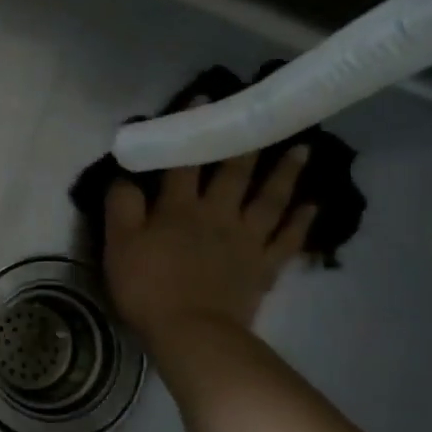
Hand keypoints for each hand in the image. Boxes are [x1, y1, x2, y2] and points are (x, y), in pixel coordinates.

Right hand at [104, 116, 315, 349]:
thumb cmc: (147, 286)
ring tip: (302, 149)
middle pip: (234, 173)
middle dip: (247, 142)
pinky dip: (301, 221)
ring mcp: (245, 240)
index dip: (191, 132)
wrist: (190, 332)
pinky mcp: (263, 266)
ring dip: (284, 173)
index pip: (184, 162)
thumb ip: (121, 206)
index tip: (204, 100)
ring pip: (268, 199)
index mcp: (178, 208)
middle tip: (266, 115)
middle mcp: (216, 214)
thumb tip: (125, 175)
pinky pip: (287, 239)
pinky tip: (313, 204)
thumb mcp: (118, 244)